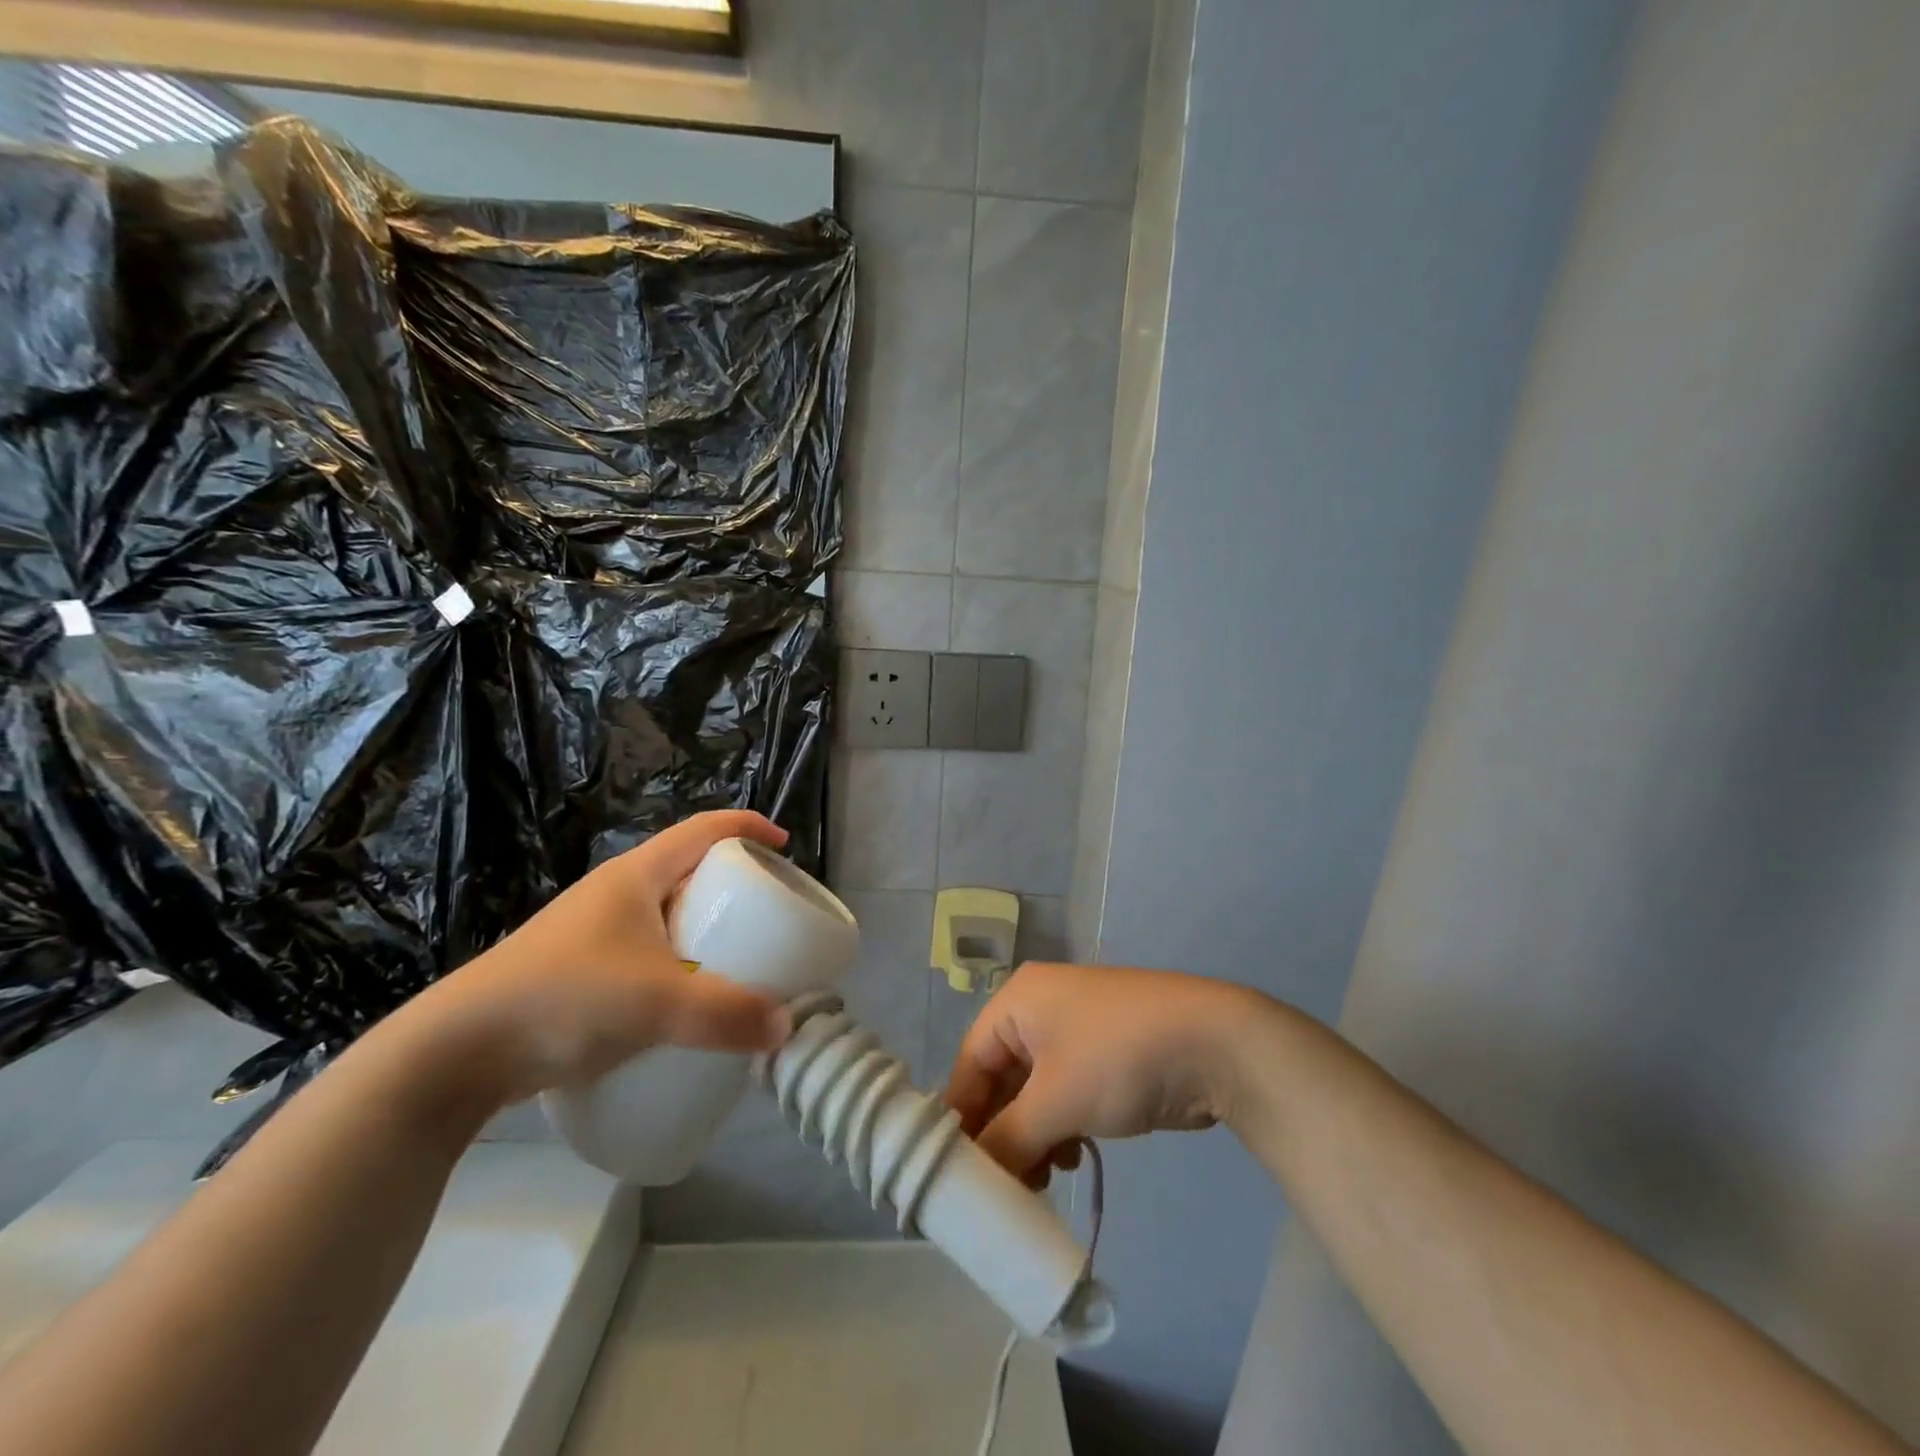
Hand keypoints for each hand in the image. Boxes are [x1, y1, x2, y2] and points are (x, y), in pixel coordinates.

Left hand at [408, 811, 792, 1106]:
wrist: (454, 1052)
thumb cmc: (564, 998)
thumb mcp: (657, 1004)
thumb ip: (727, 1015)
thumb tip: (784, 1027)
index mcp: (635, 875)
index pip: (703, 828)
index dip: (747, 828)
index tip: (784, 846)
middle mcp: (613, 893)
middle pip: (686, 869)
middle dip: (731, 884)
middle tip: (765, 913)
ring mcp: (590, 932)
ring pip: (663, 915)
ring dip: (701, 928)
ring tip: (733, 960)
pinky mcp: (575, 972)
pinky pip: (644, 952)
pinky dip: (676, 963)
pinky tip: (682, 1003)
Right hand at [943, 962, 1259, 1185]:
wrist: (1214, 1043)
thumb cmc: (1118, 1058)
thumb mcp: (1055, 1101)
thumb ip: (1007, 1142)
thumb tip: (976, 1179)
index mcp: (1018, 1001)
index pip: (969, 1062)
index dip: (961, 1119)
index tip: (953, 1176)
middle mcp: (1041, 1008)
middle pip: (1001, 1078)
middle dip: (1001, 1133)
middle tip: (999, 1189)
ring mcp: (1077, 1030)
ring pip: (1034, 1091)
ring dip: (1032, 1137)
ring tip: (1040, 1181)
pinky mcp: (1106, 1056)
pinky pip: (1065, 1093)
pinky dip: (1061, 1127)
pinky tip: (1072, 1158)